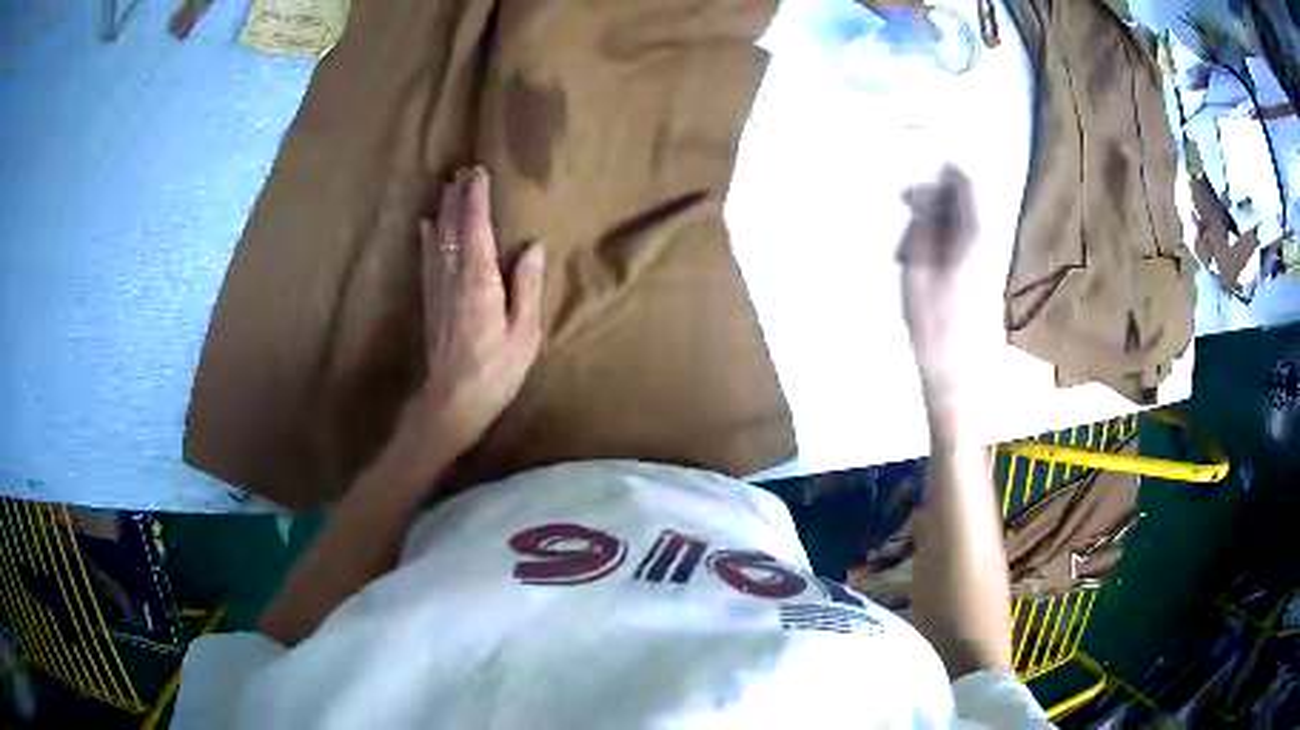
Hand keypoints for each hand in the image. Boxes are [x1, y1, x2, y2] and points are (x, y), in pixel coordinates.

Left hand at [400, 167, 546, 456]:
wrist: (452, 402)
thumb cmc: (496, 372)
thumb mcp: (524, 335)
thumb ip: (527, 289)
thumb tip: (533, 248)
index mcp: (480, 282)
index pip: (476, 229)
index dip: (477, 199)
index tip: (479, 172)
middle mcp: (454, 278)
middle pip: (453, 228)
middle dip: (458, 198)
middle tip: (463, 170)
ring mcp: (438, 289)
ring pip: (438, 240)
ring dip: (444, 211)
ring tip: (448, 187)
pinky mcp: (430, 302)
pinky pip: (428, 260)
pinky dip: (428, 238)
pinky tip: (426, 225)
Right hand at [897, 165, 978, 388]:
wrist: (959, 371)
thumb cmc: (934, 321)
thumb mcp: (918, 266)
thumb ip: (923, 224)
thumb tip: (925, 195)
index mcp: (976, 234)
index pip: (967, 184)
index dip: (941, 176)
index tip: (914, 185)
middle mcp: (989, 241)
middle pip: (967, 200)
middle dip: (935, 200)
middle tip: (907, 213)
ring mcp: (990, 258)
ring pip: (964, 220)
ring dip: (937, 222)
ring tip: (911, 247)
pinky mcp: (985, 275)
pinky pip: (965, 240)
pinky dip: (944, 241)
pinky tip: (925, 262)